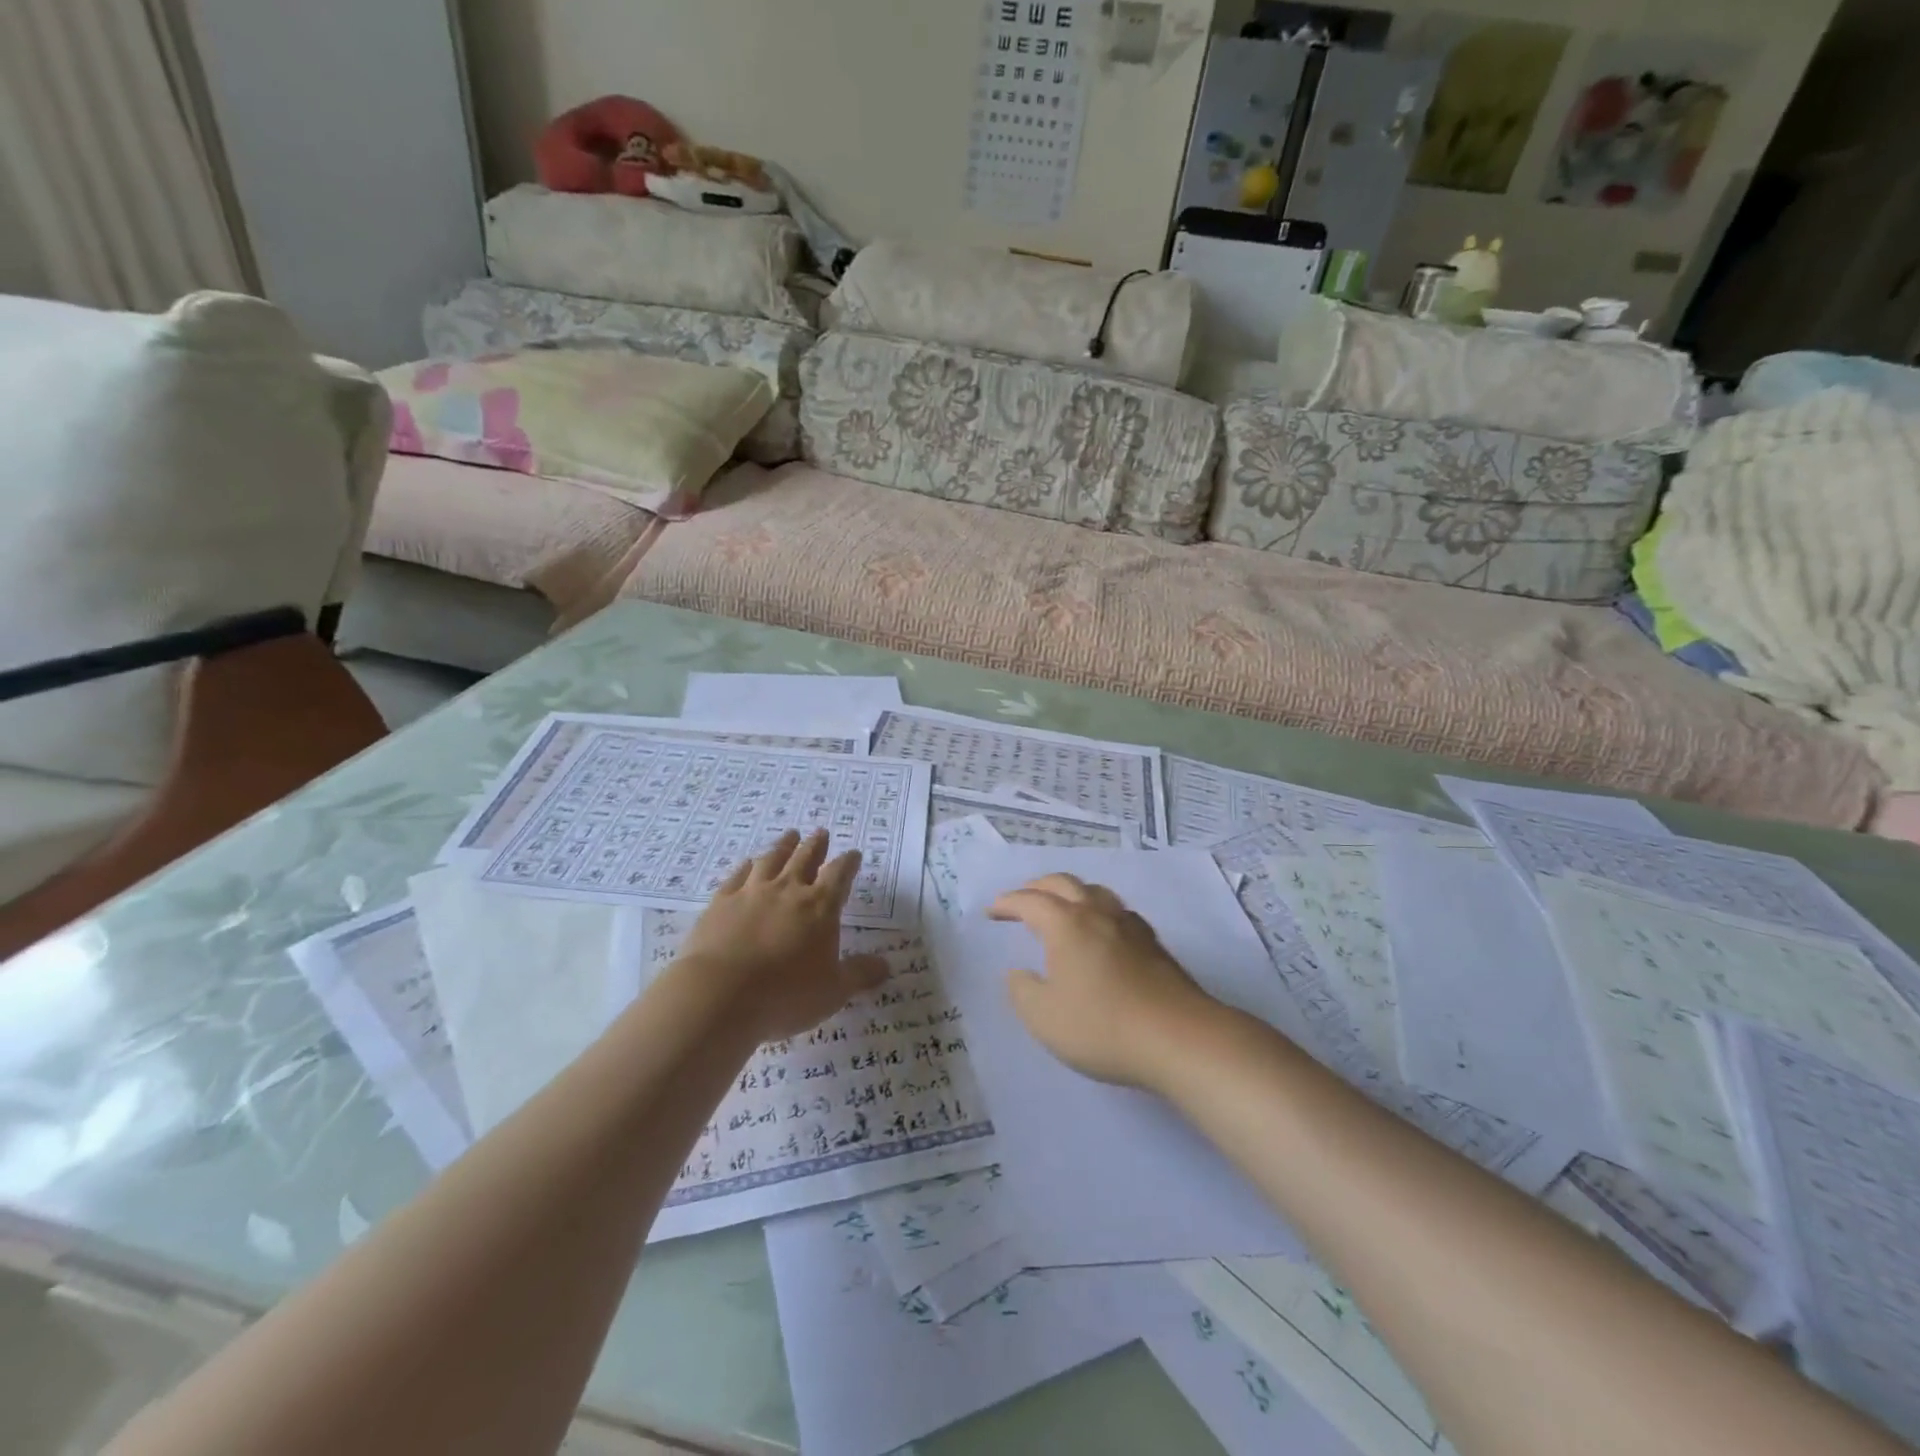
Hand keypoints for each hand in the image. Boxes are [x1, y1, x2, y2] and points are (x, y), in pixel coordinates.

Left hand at [673, 828, 890, 1045]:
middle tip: (821, 833)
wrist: (719, 994)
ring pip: (771, 859)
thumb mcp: (833, 991)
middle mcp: (788, 890)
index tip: (853, 854)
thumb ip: (859, 975)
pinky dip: (747, 866)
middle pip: (805, 857)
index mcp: (820, 906)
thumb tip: (885, 966)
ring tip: (790, 835)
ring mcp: (752, 892)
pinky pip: (738, 875)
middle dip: (816, 845)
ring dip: (784, 845)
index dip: (848, 863)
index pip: (840, 875)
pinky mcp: (721, 902)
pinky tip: (748, 863)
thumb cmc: (785, 994)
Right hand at [988, 873, 1219, 1090]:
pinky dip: (1098, 910)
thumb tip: (1019, 973)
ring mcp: (1130, 925)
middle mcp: (1097, 913)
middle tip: (1022, 900)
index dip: (1007, 903)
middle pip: (1064, 884)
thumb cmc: (1102, 1026)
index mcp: (1066, 924)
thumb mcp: (1044, 1018)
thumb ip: (1023, 992)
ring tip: (1062, 908)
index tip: (992, 911)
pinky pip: (1117, 911)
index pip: (1030, 901)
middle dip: (1038, 887)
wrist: (1179, 1038)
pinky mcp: (1153, 943)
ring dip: (1071, 893)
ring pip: (1095, 891)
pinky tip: (1102, 931)